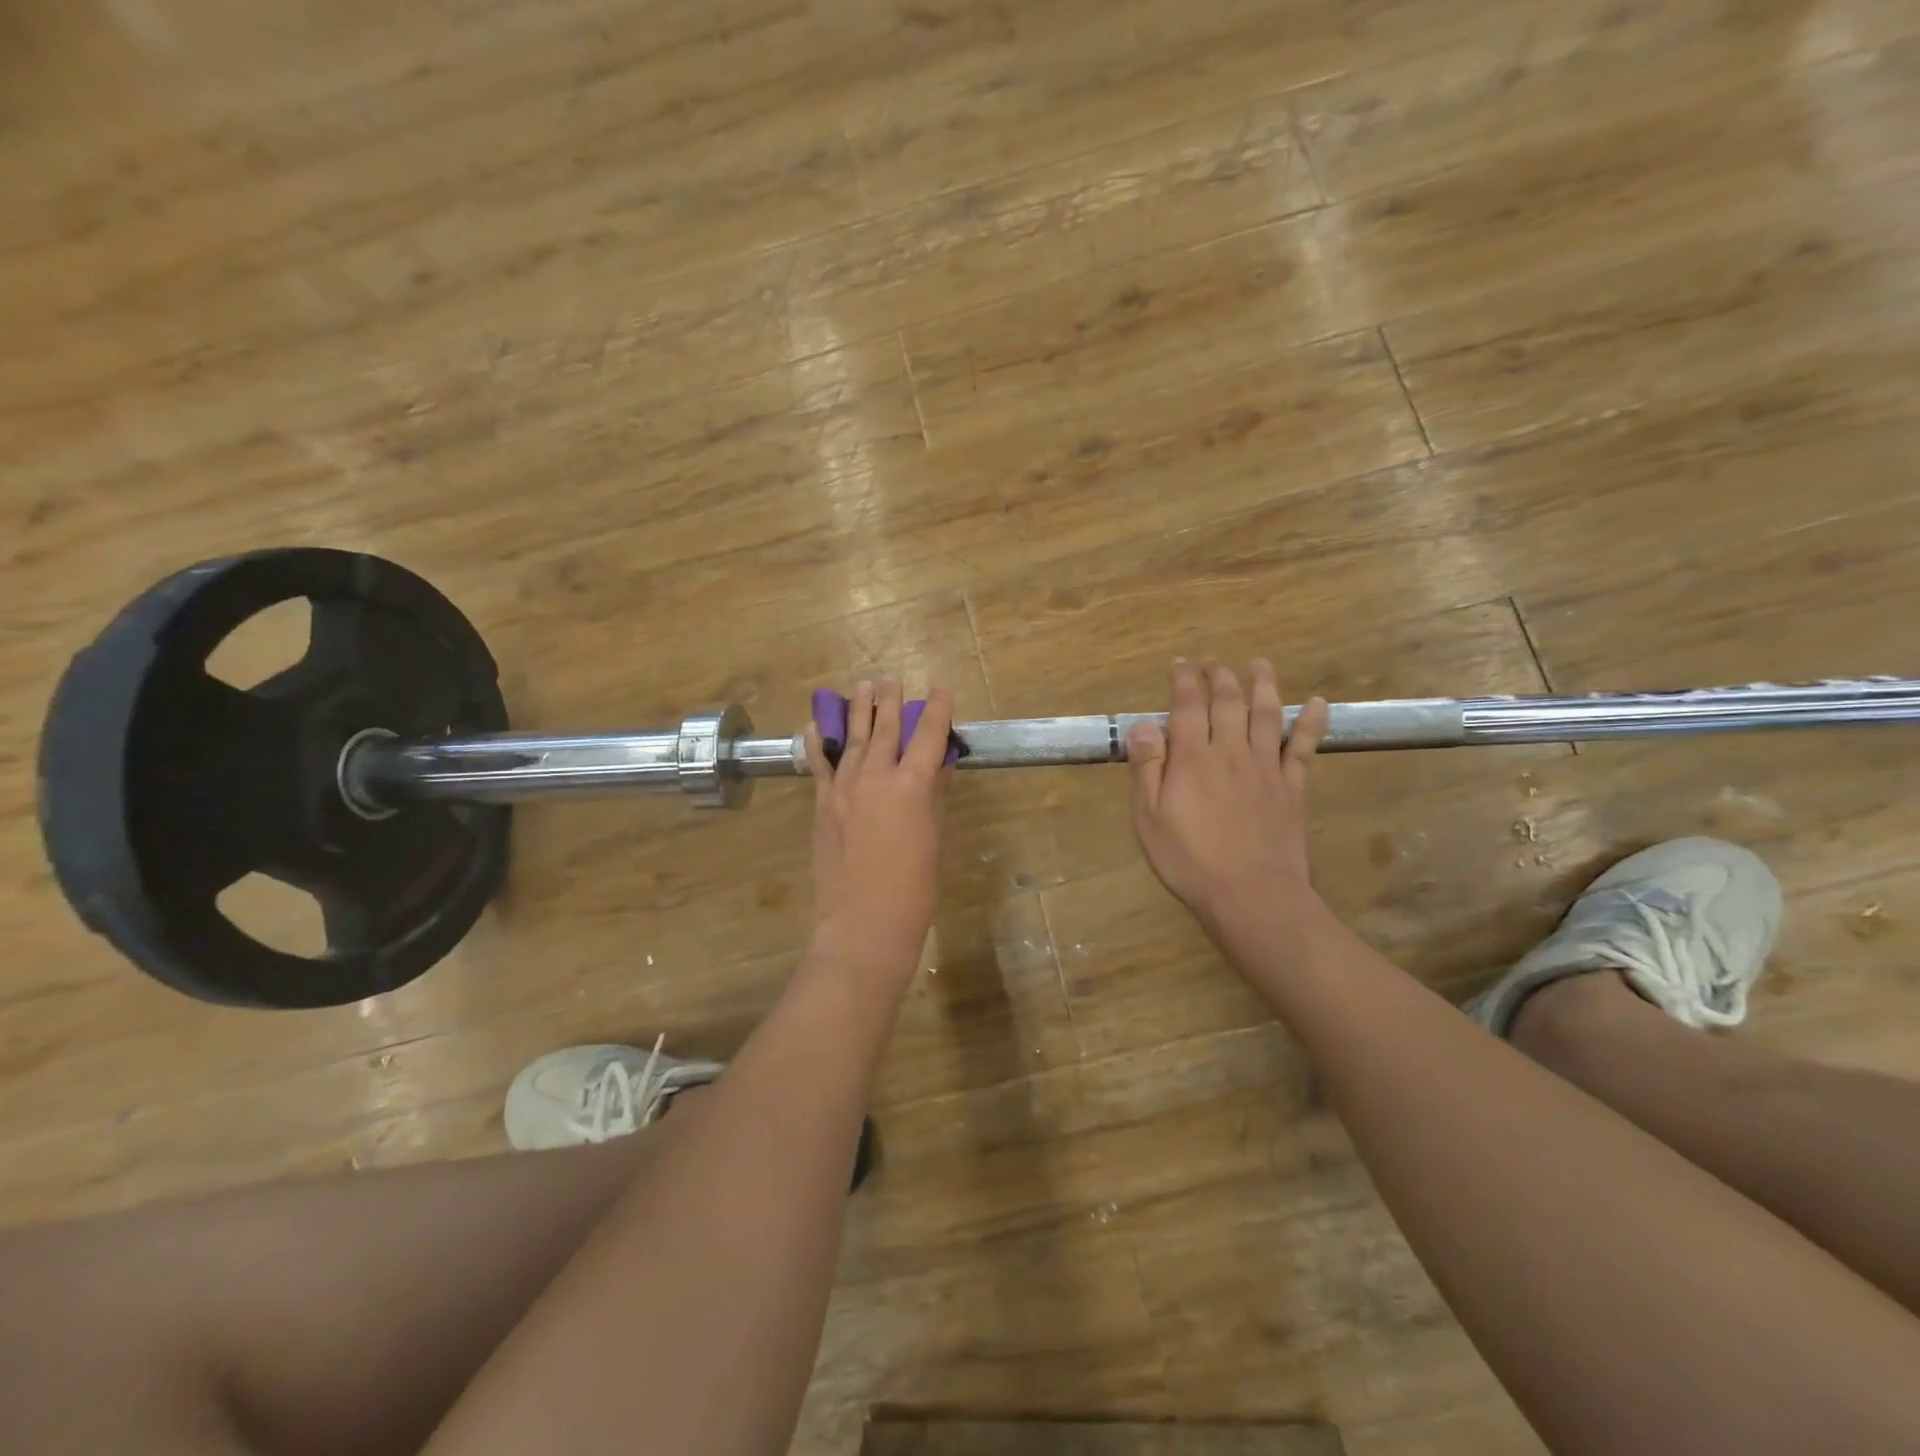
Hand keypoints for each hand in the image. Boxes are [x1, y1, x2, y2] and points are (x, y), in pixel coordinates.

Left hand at [805, 678, 953, 996]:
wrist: (863, 924)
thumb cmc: (914, 888)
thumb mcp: (933, 838)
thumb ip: (933, 796)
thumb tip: (938, 765)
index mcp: (912, 786)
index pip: (927, 735)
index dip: (936, 709)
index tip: (940, 689)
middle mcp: (876, 777)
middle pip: (885, 728)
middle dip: (890, 700)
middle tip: (891, 679)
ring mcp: (844, 788)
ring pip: (853, 738)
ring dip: (858, 710)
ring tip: (862, 687)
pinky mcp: (823, 803)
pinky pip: (820, 764)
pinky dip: (819, 742)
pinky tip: (816, 724)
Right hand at [1126, 659, 1328, 933]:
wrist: (1252, 894)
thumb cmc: (1190, 860)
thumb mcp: (1149, 818)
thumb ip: (1147, 768)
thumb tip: (1143, 724)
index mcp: (1193, 758)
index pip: (1188, 706)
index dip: (1184, 680)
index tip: (1180, 663)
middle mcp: (1232, 751)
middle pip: (1228, 702)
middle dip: (1219, 676)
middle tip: (1213, 662)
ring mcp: (1267, 767)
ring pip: (1267, 714)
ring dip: (1263, 684)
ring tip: (1259, 664)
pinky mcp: (1293, 787)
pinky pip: (1304, 747)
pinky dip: (1311, 723)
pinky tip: (1317, 703)